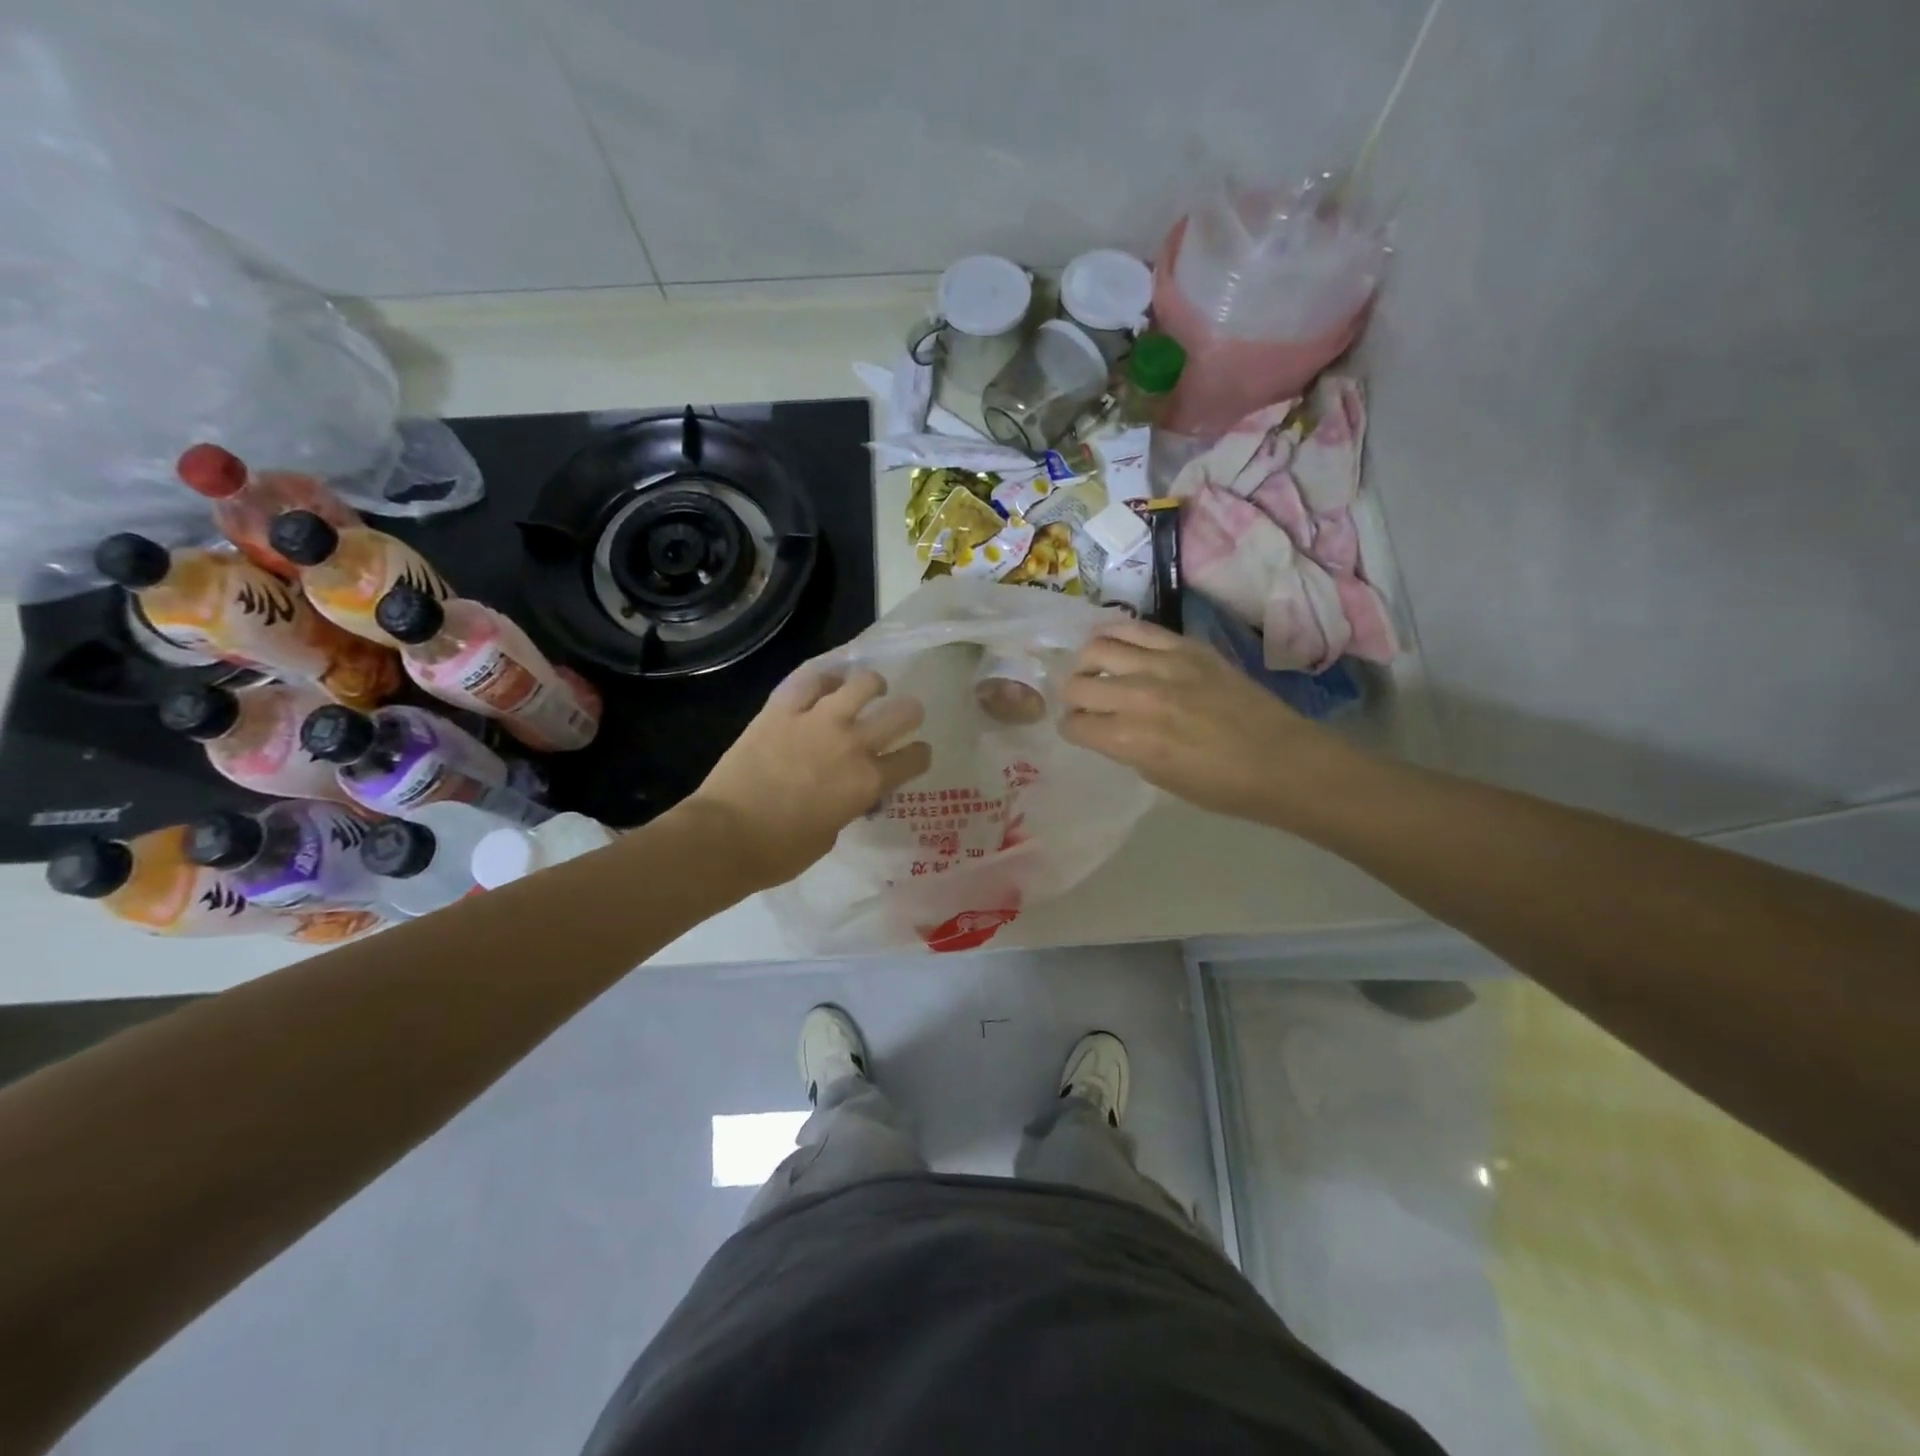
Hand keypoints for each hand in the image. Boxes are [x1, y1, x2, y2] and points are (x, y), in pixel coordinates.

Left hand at [684, 666, 931, 889]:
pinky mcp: (782, 709)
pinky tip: (828, 680)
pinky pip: (810, 679)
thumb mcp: (831, 834)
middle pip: (902, 713)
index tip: (916, 755)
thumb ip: (849, 806)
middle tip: (903, 715)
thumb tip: (849, 794)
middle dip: (909, 713)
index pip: (914, 758)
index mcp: (868, 782)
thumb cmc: (780, 851)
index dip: (919, 756)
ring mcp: (817, 720)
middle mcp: (852, 744)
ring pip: (862, 683)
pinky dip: (824, 676)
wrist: (725, 836)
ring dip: (872, 685)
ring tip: (870, 687)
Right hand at [1060, 619, 1346, 825]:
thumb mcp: (1159, 777)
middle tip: (1082, 701)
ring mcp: (1163, 664)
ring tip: (1094, 668)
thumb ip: (1124, 748)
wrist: (1282, 761)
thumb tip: (1106, 728)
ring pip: (1098, 646)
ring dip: (1087, 661)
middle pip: (1077, 684)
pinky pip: (1136, 628)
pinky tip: (1114, 643)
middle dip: (1072, 696)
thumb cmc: (1221, 786)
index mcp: (1129, 739)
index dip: (1071, 729)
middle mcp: (1137, 697)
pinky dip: (1115, 633)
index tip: (1078, 730)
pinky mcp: (1187, 646)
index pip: (1074, 724)